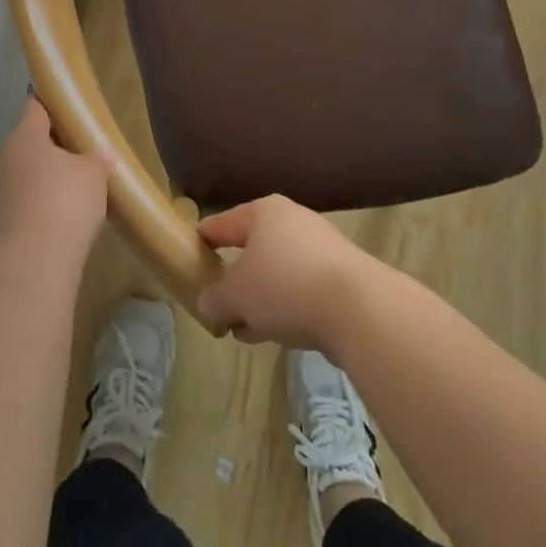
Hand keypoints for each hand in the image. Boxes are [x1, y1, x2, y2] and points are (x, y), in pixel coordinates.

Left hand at [0, 97, 108, 267]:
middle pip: (28, 145)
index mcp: (24, 138)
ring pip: (23, 178)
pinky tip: (60, 225)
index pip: (35, 108)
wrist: (29, 267)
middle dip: (52, 149)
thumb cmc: (64, 204)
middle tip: (82, 157)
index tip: (70, 109)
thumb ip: (97, 159)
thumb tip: (99, 155)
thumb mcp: (93, 174)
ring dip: (44, 183)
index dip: (52, 105)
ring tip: (74, 196)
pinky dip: (37, 211)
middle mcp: (2, 161)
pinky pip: (20, 208)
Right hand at [195, 195, 375, 349]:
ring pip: (277, 272)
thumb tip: (208, 304)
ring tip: (242, 328)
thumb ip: (215, 299)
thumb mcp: (236, 295)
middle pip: (252, 248)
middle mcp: (292, 220)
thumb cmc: (285, 286)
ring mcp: (319, 247)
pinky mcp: (340, 276)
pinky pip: (300, 289)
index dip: (203, 239)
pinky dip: (284, 306)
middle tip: (217, 300)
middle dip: (235, 277)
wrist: (357, 307)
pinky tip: (274, 334)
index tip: (188, 253)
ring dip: (260, 298)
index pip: (222, 224)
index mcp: (263, 212)